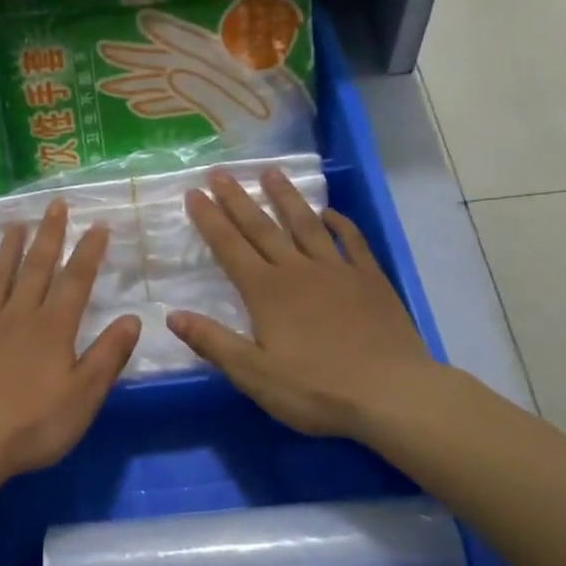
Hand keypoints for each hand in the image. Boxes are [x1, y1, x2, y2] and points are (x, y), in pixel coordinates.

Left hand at [0, 200, 141, 478]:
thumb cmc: (32, 424)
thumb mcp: (82, 397)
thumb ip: (107, 356)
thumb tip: (131, 318)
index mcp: (53, 328)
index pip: (75, 280)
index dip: (88, 251)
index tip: (98, 225)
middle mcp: (20, 314)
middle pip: (37, 266)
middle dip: (50, 234)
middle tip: (55, 205)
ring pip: (2, 274)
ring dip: (13, 246)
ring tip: (18, 223)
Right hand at [167, 168, 438, 438]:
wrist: (393, 394)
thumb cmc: (317, 389)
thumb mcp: (254, 374)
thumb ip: (213, 342)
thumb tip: (172, 316)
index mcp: (266, 292)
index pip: (230, 247)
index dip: (210, 219)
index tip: (194, 193)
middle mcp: (297, 271)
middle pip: (262, 227)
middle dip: (238, 199)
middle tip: (220, 172)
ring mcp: (337, 271)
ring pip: (305, 225)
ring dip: (286, 197)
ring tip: (271, 172)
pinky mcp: (370, 280)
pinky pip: (352, 241)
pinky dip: (340, 223)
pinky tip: (330, 212)